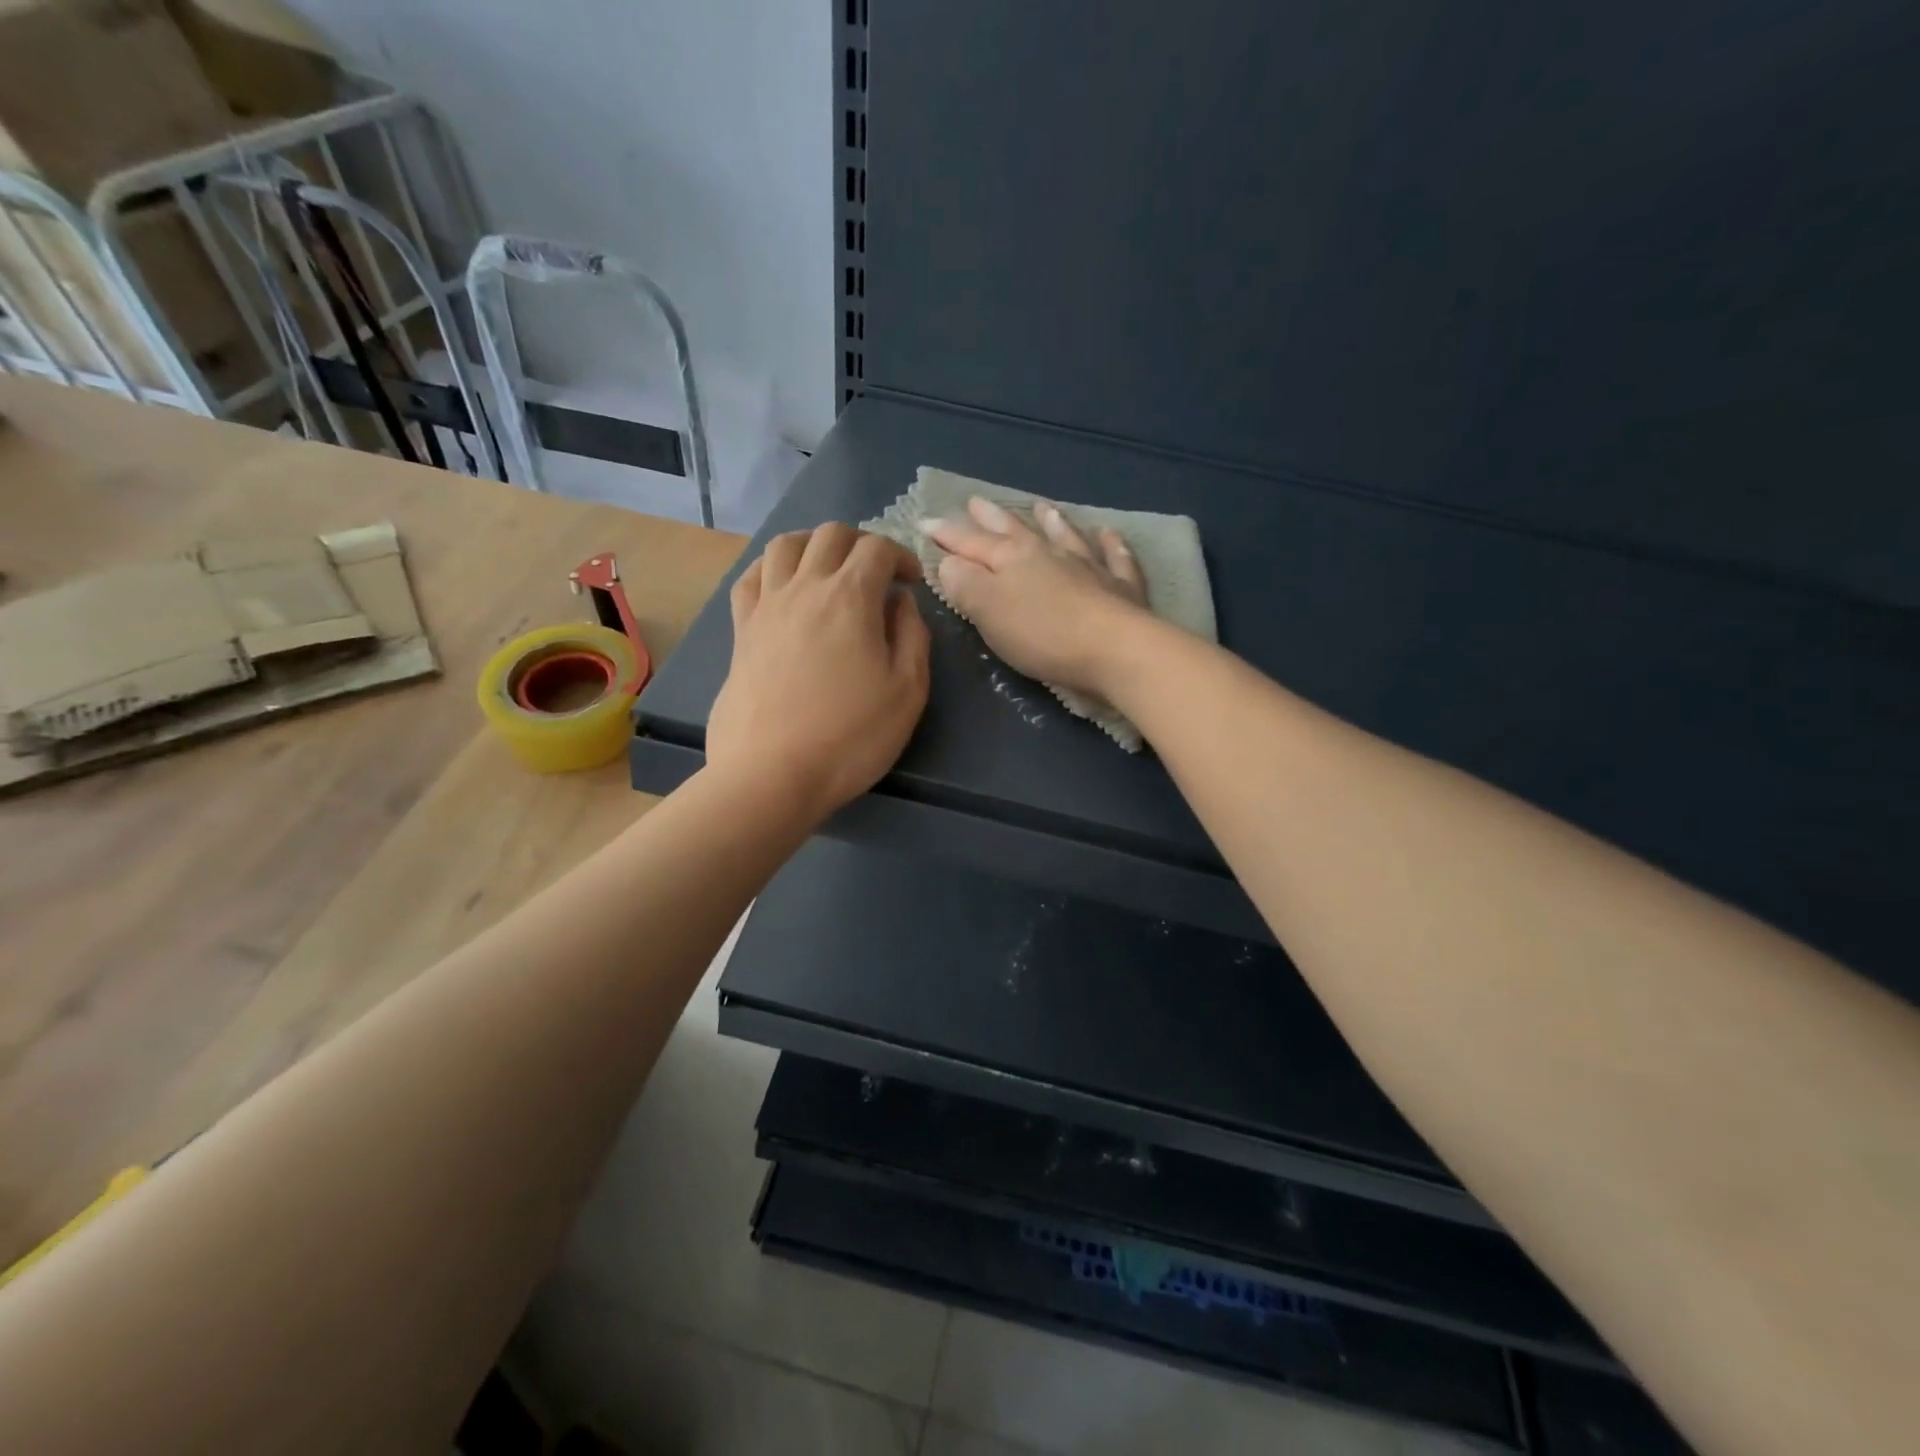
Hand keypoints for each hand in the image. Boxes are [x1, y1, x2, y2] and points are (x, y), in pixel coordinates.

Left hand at [707, 524, 929, 820]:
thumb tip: (900, 601)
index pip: (877, 548)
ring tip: (829, 569)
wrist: (772, 775)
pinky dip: (771, 568)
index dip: (902, 556)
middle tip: (877, 574)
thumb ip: (912, 635)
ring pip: (785, 544)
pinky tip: (783, 587)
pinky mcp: (740, 631)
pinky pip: (750, 578)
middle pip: (831, 534)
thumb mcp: (908, 690)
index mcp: (850, 597)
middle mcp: (804, 587)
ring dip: (814, 545)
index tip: (912, 584)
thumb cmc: (851, 737)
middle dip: (861, 543)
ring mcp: (766, 606)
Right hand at [927, 496, 1150, 696]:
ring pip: (1066, 536)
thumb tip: (948, 561)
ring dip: (1052, 521)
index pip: (971, 543)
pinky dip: (1112, 545)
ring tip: (1043, 506)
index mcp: (1012, 559)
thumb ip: (965, 584)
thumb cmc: (1043, 635)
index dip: (947, 534)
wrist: (1115, 649)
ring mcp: (1089, 566)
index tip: (926, 521)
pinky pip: (1116, 558)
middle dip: (992, 518)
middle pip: (1016, 531)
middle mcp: (1049, 554)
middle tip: (975, 501)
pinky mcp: (1121, 587)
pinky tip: (1110, 534)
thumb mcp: (989, 611)